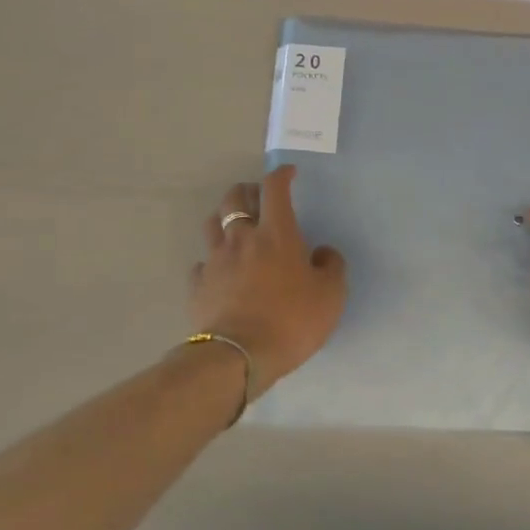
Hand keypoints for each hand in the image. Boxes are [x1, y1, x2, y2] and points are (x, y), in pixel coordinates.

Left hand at [190, 167, 346, 395]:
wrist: (239, 357)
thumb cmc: (292, 320)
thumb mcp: (331, 294)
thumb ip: (331, 266)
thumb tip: (322, 252)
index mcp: (277, 234)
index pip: (275, 189)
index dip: (281, 175)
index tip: (288, 173)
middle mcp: (242, 239)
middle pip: (234, 198)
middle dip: (247, 190)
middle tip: (258, 197)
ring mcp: (215, 261)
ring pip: (212, 224)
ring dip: (225, 218)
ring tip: (236, 227)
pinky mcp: (198, 285)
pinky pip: (202, 263)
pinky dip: (212, 260)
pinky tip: (221, 270)